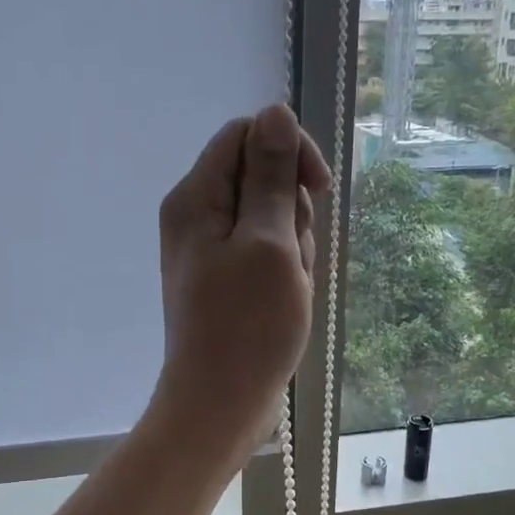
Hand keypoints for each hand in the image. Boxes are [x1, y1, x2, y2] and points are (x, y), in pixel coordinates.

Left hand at [151, 105, 330, 467]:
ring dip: (293, 247)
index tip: (317, 191)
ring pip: (271, 220)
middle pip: (261, 178)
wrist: (221, 404)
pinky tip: (286, 302)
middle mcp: (197, 216)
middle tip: (291, 259)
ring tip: (288, 289)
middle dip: (292, 212)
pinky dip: (285, 272)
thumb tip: (275, 111)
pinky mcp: (227, 280)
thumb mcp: (269, 242)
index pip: (247, 135)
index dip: (289, 152)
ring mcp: (211, 251)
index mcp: (196, 197)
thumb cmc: (248, 325)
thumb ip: (271, 175)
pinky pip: (267, 255)